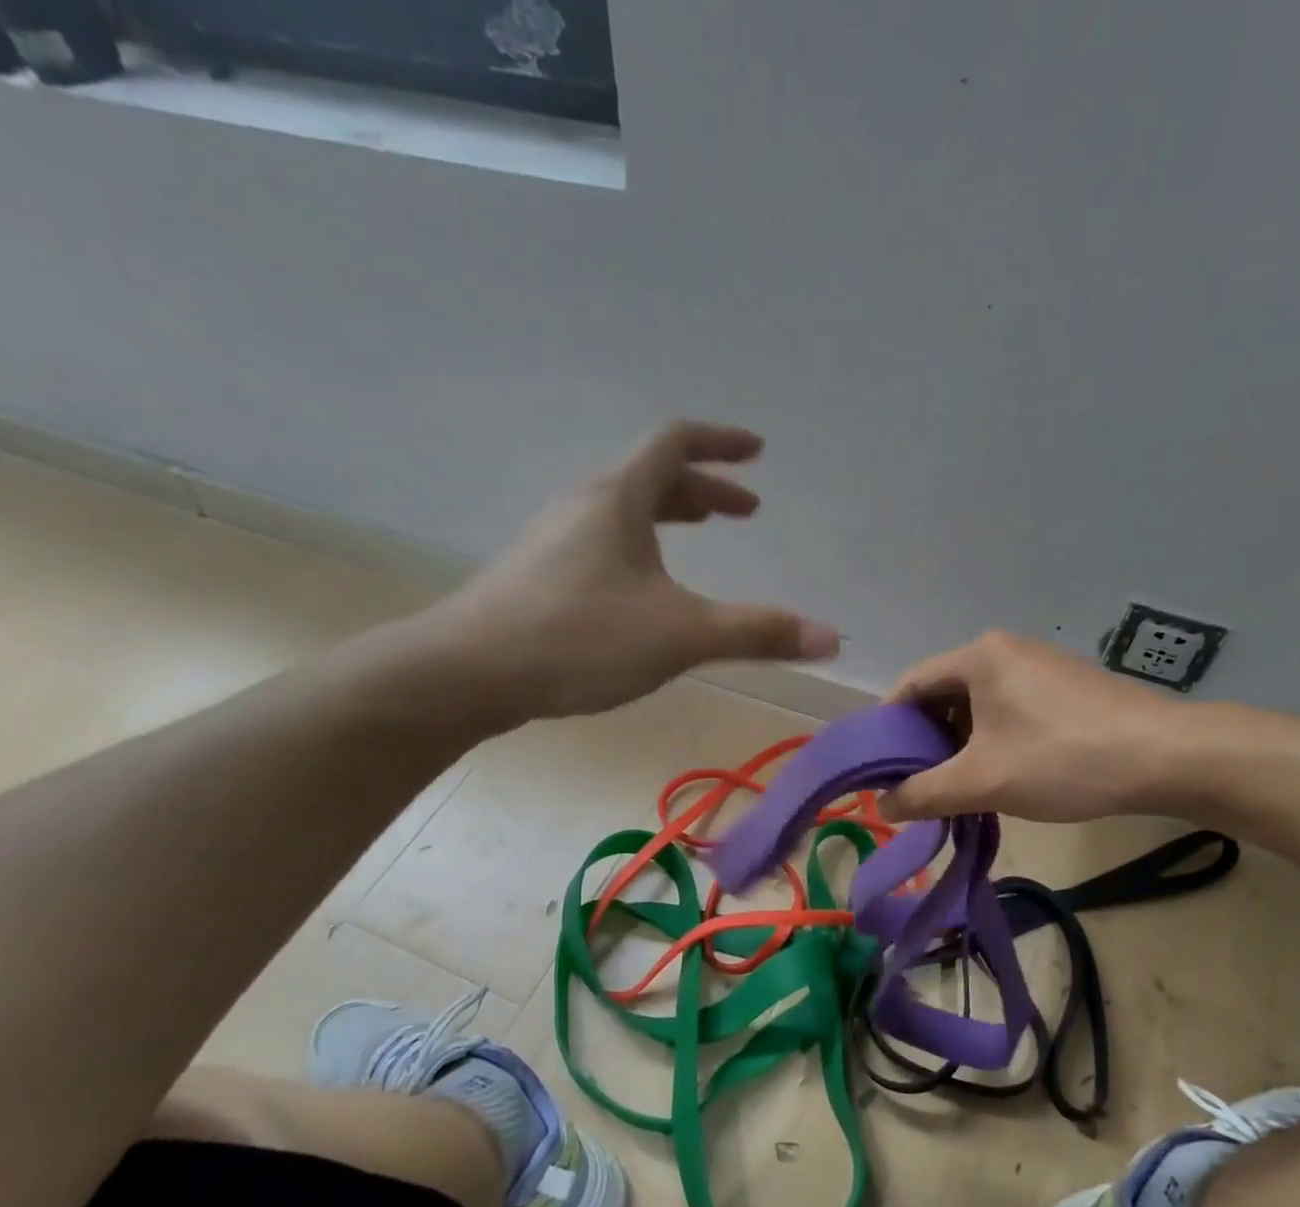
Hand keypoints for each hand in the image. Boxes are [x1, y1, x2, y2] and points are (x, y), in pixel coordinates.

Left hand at [408, 422, 838, 725]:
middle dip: (704, 491)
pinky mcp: (539, 575)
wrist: (467, 672)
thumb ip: (756, 632)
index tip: (756, 453)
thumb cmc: (579, 638)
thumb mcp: (679, 635)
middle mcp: (584, 505)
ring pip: (625, 511)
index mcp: (618, 496)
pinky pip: (603, 541)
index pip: (674, 441)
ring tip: (701, 542)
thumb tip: (832, 637)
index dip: (721, 443)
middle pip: (651, 476)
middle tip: (744, 514)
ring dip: (670, 518)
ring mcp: (555, 540)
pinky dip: (641, 548)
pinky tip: (645, 591)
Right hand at [878, 632, 1201, 822]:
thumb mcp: (982, 781)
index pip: (910, 685)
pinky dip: (992, 740)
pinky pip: (1009, 709)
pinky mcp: (1066, 687)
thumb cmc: (1062, 759)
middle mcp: (1005, 650)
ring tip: (958, 787)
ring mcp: (1040, 665)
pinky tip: (1000, 775)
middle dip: (926, 741)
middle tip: (919, 784)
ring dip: (960, 745)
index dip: (888, 727)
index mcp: (978, 656)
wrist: (1167, 758)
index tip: (881, 768)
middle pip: (943, 694)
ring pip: (977, 705)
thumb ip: (923, 793)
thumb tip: (879, 805)